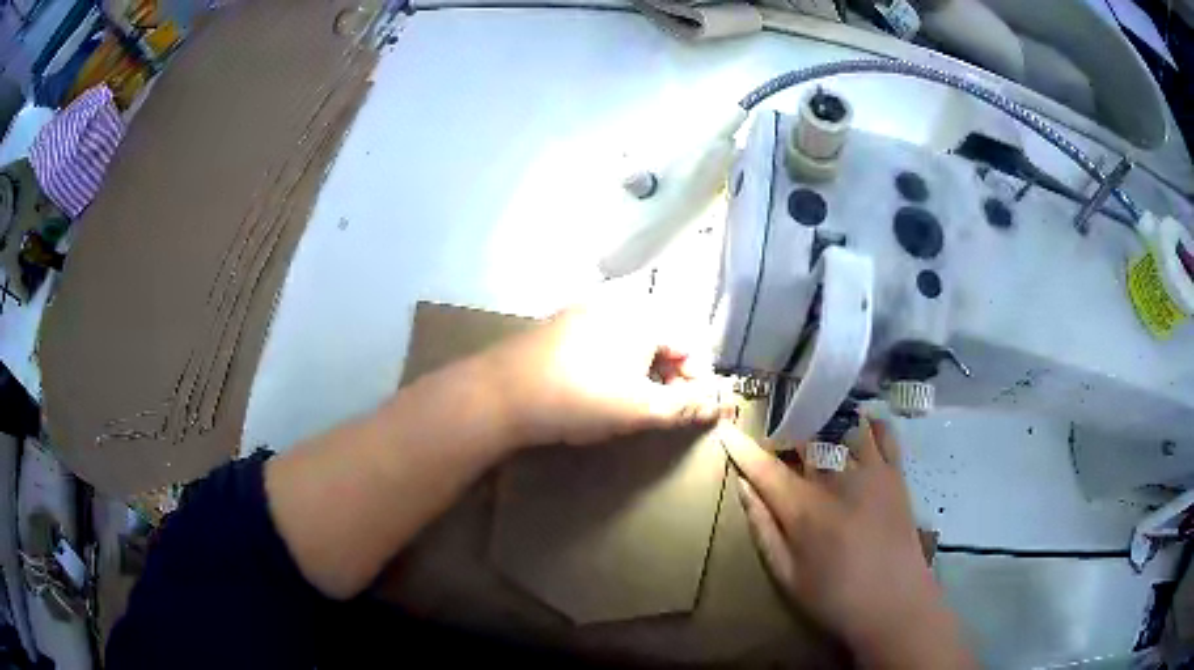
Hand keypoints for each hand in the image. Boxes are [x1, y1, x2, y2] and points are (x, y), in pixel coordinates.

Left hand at [477, 279, 731, 447]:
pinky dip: (612, 365)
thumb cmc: (580, 399)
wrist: (502, 393)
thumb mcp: (639, 409)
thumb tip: (718, 406)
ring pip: (630, 341)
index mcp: (644, 317)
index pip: (690, 342)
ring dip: (642, 372)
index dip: (698, 379)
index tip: (690, 410)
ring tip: (630, 404)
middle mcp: (617, 305)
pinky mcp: (559, 326)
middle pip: (661, 339)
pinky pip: (601, 342)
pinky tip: (596, 391)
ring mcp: (583, 312)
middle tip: (661, 410)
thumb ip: (683, 407)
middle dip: (670, 376)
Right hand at [722, 418, 974, 668]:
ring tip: (815, 436)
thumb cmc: (834, 597)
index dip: (743, 449)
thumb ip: (763, 528)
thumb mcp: (786, 574)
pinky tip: (858, 431)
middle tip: (777, 446)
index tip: (726, 432)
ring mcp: (872, 472)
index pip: (766, 468)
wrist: (895, 603)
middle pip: (805, 437)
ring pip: (842, 426)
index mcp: (805, 509)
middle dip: (784, 434)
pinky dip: (868, 425)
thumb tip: (744, 487)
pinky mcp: (896, 474)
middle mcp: (838, 479)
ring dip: (823, 425)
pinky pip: (883, 433)